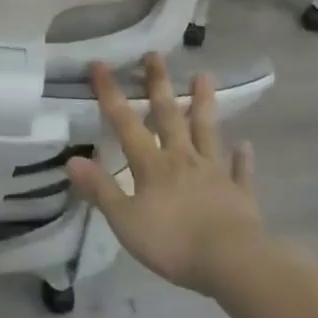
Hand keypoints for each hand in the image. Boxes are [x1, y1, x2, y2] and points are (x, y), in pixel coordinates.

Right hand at [66, 54, 264, 297]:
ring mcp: (214, 173)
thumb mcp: (125, 220)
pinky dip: (242, 158)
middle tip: (155, 55)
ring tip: (204, 76)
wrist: (233, 262)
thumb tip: (71, 159)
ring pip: (207, 132)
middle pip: (169, 115)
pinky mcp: (240, 194)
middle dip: (159, 85)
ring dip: (204, 104)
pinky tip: (246, 145)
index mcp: (152, 165)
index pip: (125, 123)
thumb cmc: (173, 242)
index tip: (100, 64)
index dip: (110, 94)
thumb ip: (100, 189)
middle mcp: (182, 159)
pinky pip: (240, 171)